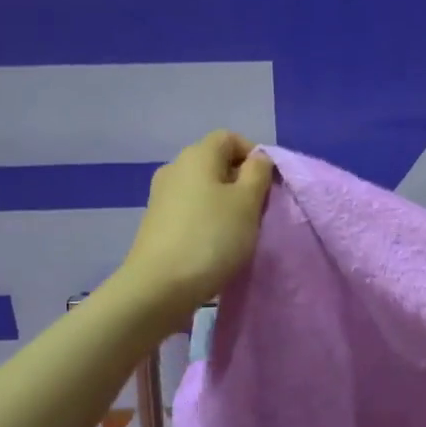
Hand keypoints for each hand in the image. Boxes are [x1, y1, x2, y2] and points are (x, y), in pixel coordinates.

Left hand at [117, 131, 275, 323]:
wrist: (158, 288)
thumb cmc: (211, 237)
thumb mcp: (248, 202)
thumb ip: (258, 173)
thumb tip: (258, 159)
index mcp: (197, 154)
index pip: (231, 138)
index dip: (254, 156)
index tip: (268, 186)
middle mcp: (175, 168)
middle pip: (216, 163)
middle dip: (241, 183)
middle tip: (258, 211)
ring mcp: (161, 197)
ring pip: (204, 189)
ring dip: (225, 205)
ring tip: (238, 232)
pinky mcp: (156, 224)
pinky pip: (190, 211)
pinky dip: (207, 221)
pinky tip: (215, 246)